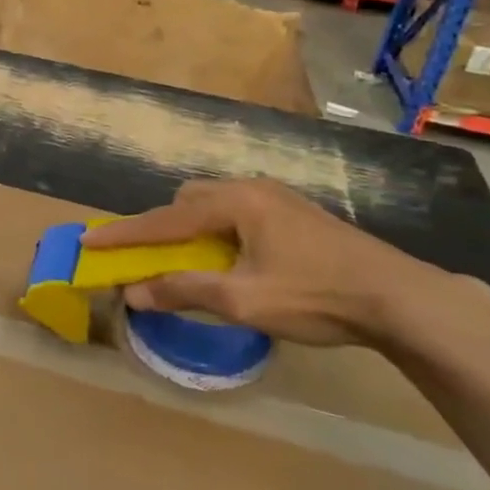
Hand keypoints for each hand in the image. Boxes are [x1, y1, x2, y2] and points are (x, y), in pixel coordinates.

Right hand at [83, 178, 485, 346]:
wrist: (402, 298)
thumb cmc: (317, 296)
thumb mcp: (243, 300)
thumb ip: (183, 291)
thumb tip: (132, 294)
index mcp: (234, 202)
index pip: (163, 220)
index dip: (124, 234)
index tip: (88, 241)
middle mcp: (250, 189)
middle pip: (187, 201)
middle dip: (162, 227)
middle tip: (150, 257)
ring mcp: (277, 198)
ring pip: (214, 205)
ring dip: (191, 230)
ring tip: (191, 263)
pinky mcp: (295, 213)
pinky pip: (237, 213)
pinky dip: (217, 232)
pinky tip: (232, 260)